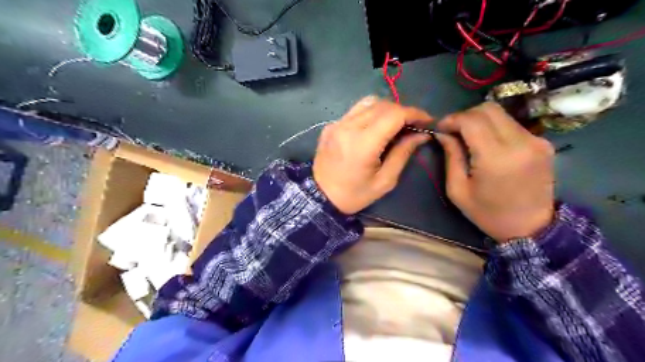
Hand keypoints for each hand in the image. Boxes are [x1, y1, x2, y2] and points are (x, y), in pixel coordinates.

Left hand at [314, 97, 431, 214]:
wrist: (319, 197)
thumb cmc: (354, 195)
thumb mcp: (384, 181)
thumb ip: (403, 153)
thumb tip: (421, 134)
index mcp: (363, 144)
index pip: (394, 115)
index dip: (414, 113)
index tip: (427, 121)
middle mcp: (348, 127)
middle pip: (383, 105)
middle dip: (403, 111)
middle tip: (412, 125)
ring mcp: (337, 124)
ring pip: (368, 103)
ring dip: (386, 109)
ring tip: (394, 124)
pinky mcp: (330, 125)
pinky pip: (355, 111)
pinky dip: (370, 114)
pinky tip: (373, 128)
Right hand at [435, 102, 556, 242]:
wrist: (531, 228)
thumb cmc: (488, 213)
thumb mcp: (458, 190)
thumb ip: (451, 156)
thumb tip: (442, 133)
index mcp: (496, 158)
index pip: (471, 120)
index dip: (452, 119)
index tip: (441, 128)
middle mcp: (520, 143)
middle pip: (488, 109)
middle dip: (465, 115)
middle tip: (453, 131)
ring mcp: (536, 141)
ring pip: (501, 114)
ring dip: (480, 121)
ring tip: (468, 137)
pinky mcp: (543, 143)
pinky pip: (512, 125)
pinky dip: (495, 128)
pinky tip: (487, 144)